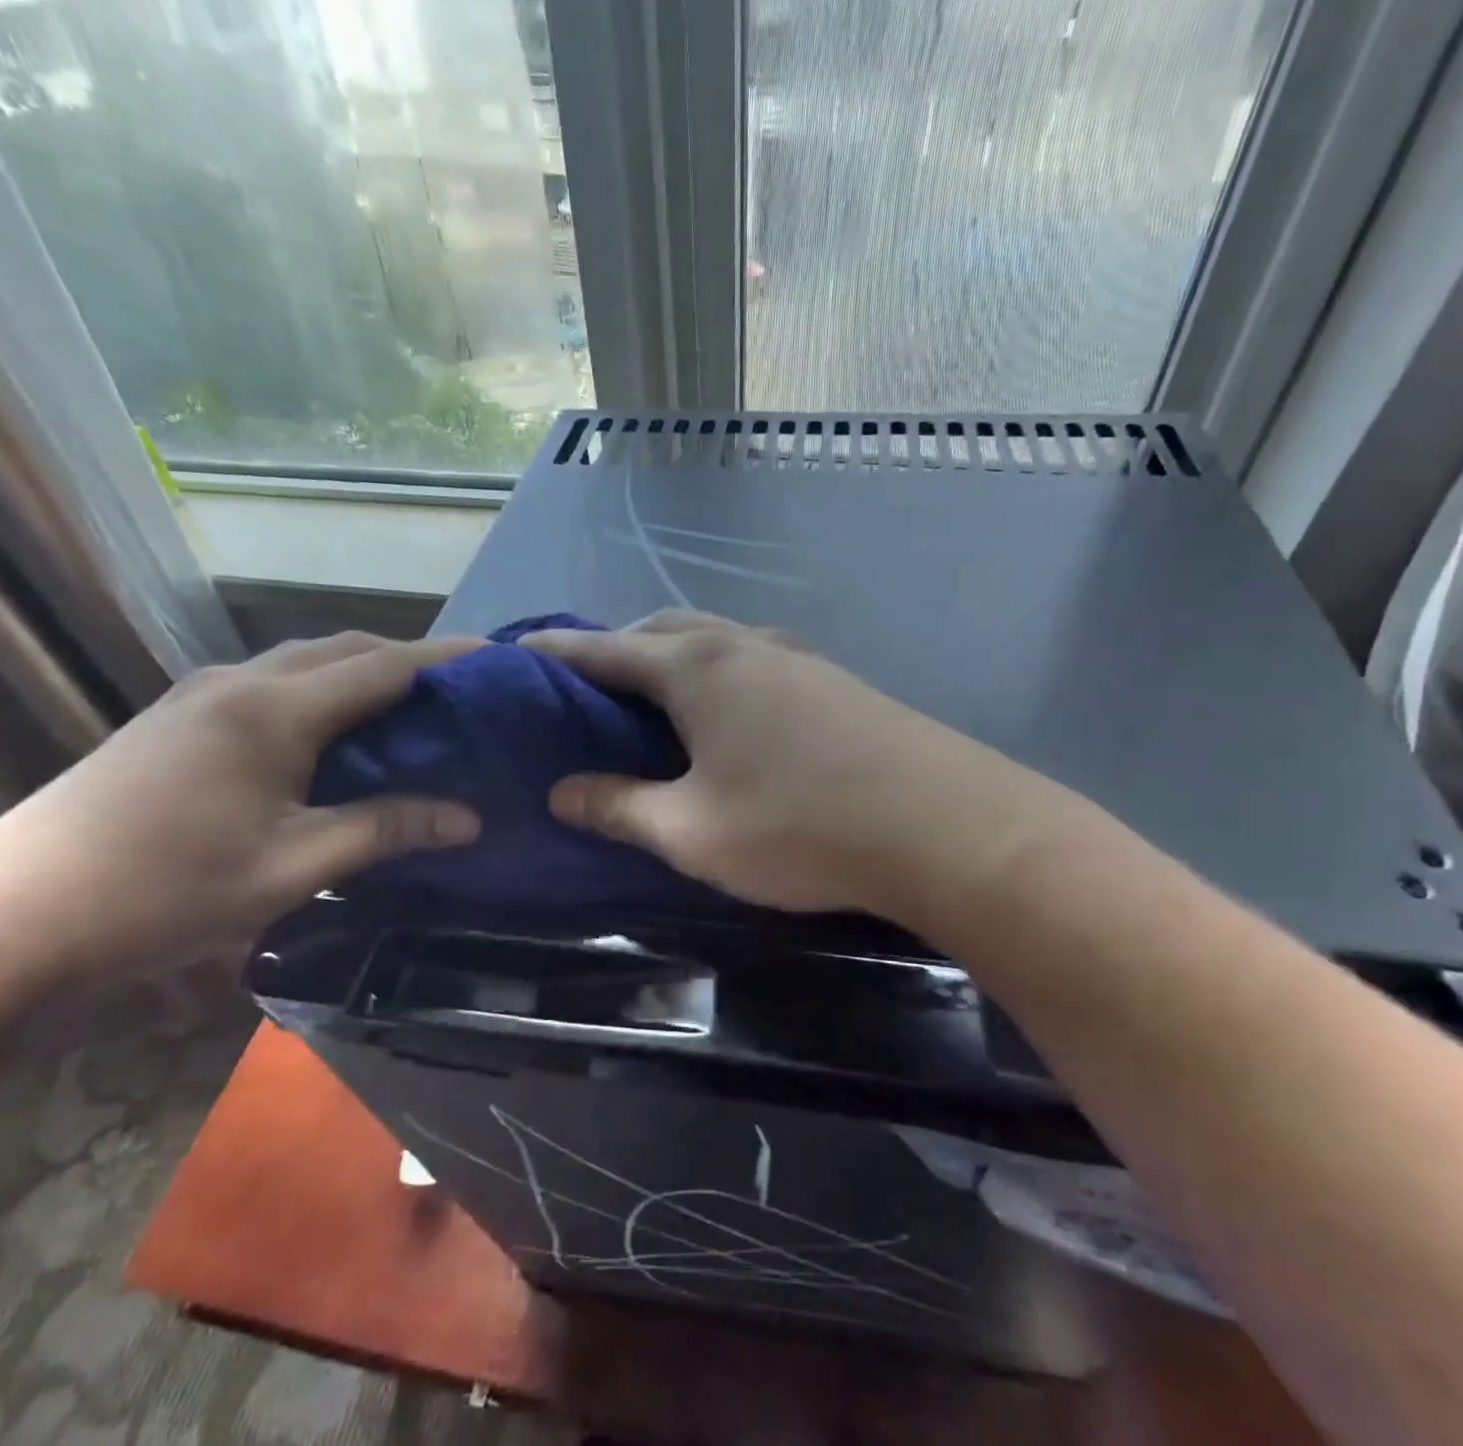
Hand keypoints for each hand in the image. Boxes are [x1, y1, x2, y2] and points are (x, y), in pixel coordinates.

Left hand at [0, 633, 483, 975]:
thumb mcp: (293, 868)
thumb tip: (471, 818)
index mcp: (274, 709)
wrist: (11, 917)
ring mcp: (202, 693)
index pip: (384, 665)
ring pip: (306, 660)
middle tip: (461, 692)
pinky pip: (273, 681)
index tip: (498, 658)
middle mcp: (241, 681)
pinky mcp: (179, 714)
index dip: (446, 658)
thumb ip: (386, 829)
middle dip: (409, 660)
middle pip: (346, 649)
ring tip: (410, 709)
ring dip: (362, 672)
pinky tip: (334, 731)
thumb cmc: (164, 892)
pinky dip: (322, 689)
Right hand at [523, 612, 1073, 918]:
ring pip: (712, 641)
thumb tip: (561, 792)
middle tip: (587, 688)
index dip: (557, 652)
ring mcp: (794, 657)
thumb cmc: (798, 827)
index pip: (605, 650)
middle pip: (661, 632)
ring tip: (651, 698)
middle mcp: (741, 645)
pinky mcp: (832, 681)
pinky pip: (752, 660)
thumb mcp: (690, 830)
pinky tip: (726, 714)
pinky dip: (717, 674)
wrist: (942, 825)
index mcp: (695, 670)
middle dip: (617, 650)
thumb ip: (619, 807)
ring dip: (672, 658)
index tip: (520, 651)